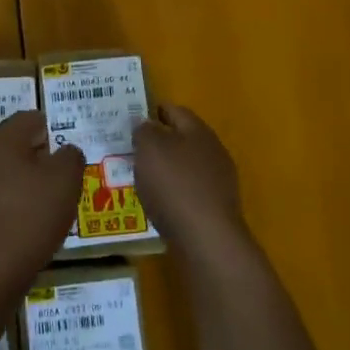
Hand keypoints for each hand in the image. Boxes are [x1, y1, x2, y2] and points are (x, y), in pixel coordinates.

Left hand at [0, 111, 85, 290]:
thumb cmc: (30, 215)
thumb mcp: (66, 179)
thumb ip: (71, 156)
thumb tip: (66, 152)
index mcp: (3, 138)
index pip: (32, 118)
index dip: (55, 129)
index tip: (73, 151)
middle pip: (19, 146)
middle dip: (45, 159)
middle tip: (69, 178)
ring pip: (11, 174)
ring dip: (33, 185)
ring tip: (57, 205)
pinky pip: (3, 200)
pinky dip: (20, 207)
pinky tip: (36, 226)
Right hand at [134, 104, 249, 259]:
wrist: (207, 239)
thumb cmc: (174, 185)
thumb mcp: (149, 149)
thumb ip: (144, 131)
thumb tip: (145, 123)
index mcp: (198, 130)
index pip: (175, 110)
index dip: (153, 111)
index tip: (131, 119)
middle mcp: (213, 150)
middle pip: (182, 138)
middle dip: (158, 142)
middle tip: (131, 150)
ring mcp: (218, 180)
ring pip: (186, 166)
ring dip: (165, 169)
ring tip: (140, 178)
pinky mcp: (216, 207)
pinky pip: (189, 191)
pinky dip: (173, 192)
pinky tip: (158, 202)